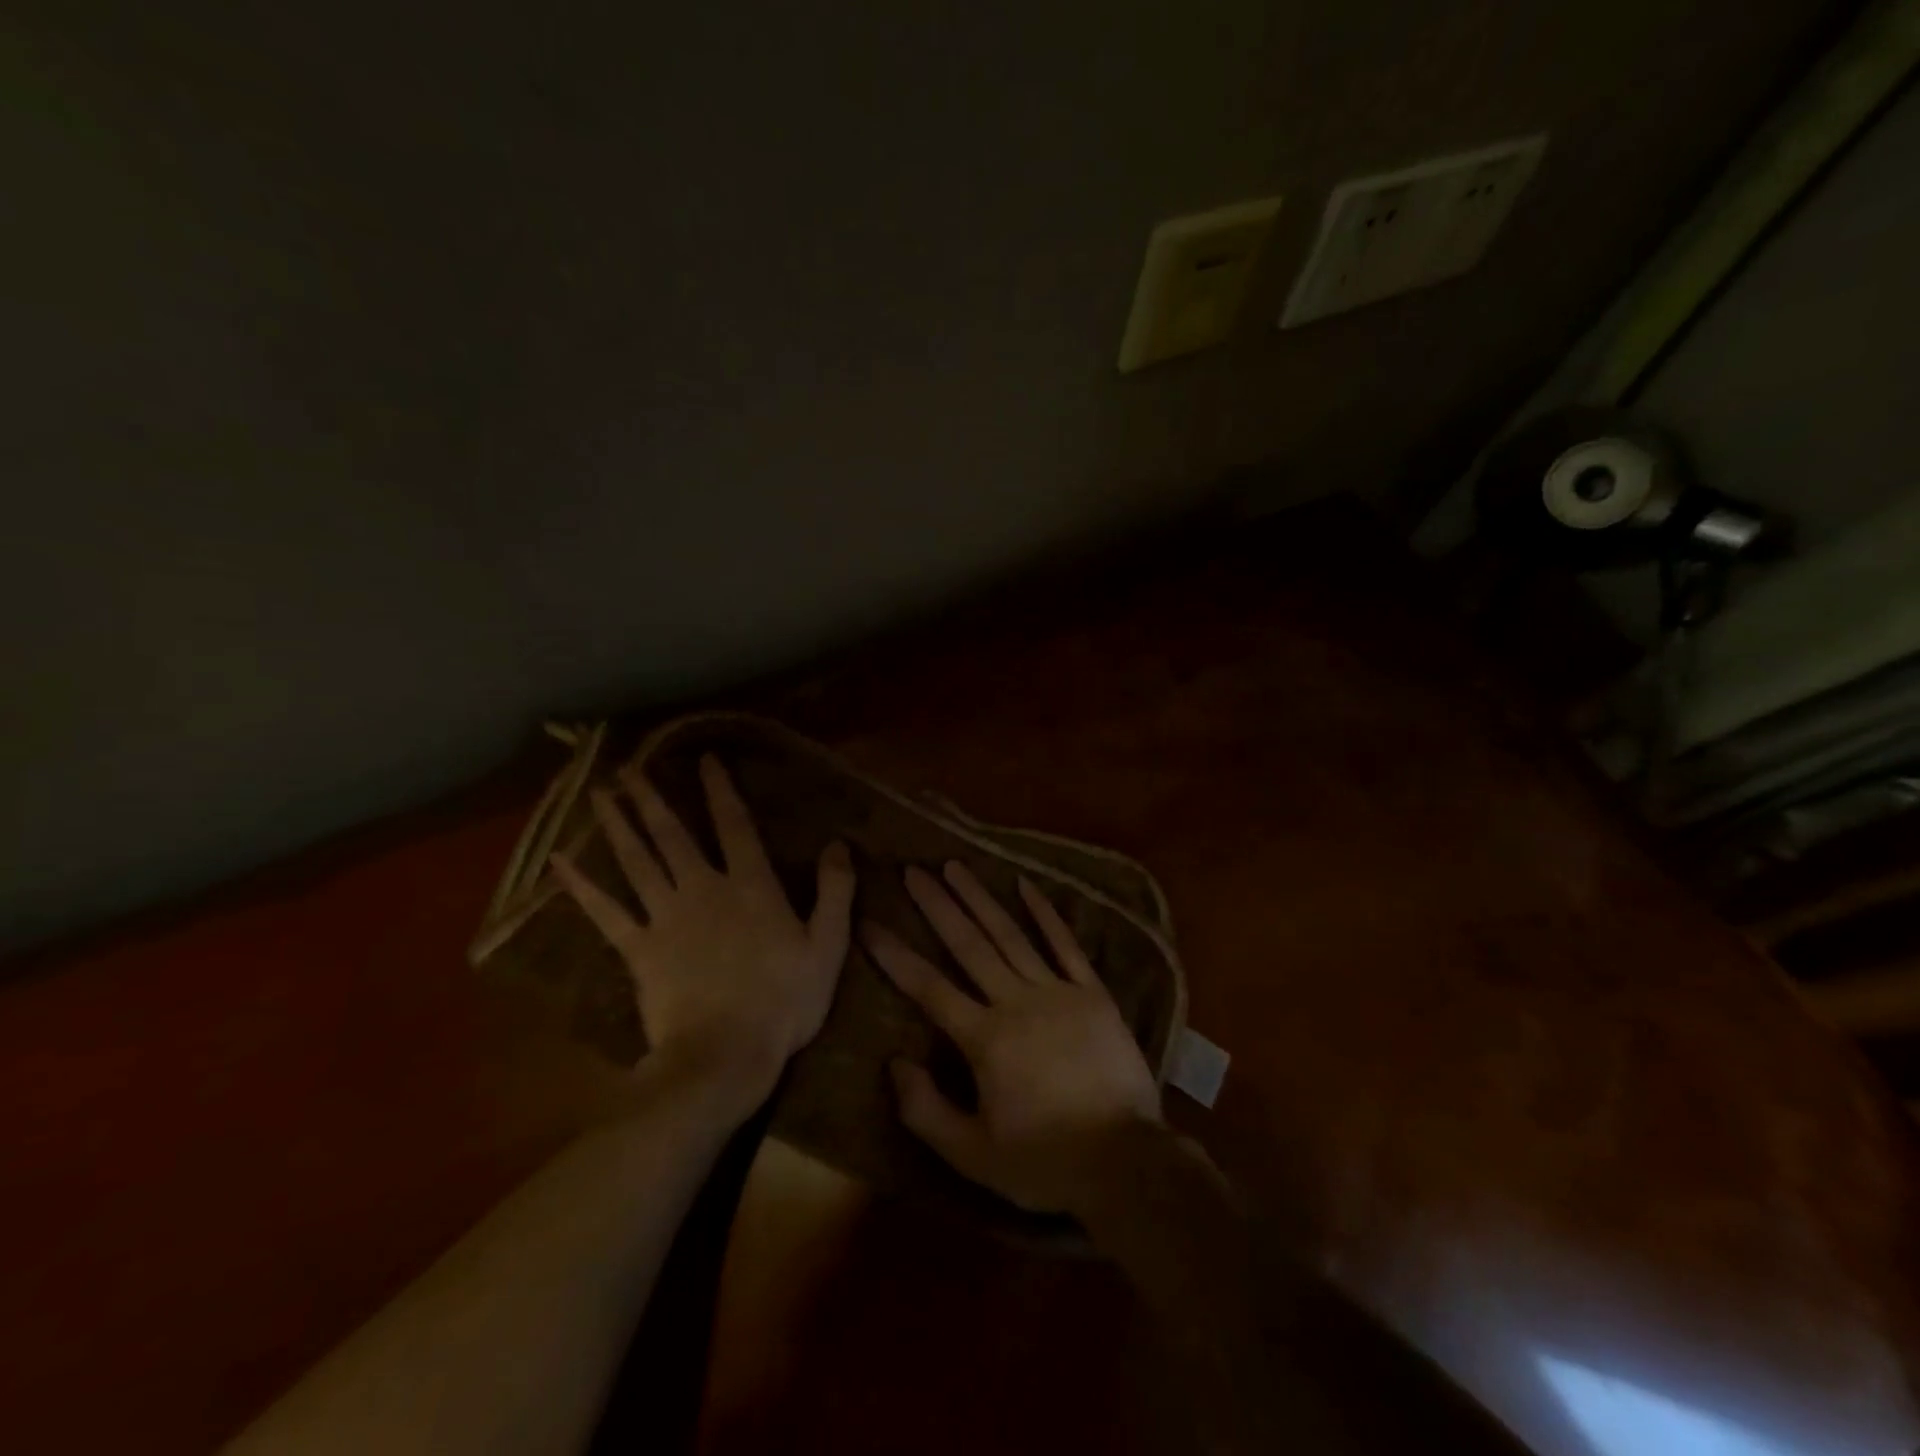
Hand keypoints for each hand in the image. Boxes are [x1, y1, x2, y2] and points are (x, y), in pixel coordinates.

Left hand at [552, 754, 855, 1109]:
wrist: (726, 1055)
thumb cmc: (784, 1001)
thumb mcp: (826, 945)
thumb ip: (835, 892)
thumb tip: (839, 844)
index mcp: (751, 886)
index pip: (735, 825)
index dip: (720, 789)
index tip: (705, 759)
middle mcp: (703, 889)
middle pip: (673, 835)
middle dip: (652, 798)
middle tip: (629, 768)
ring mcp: (666, 918)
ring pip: (637, 862)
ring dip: (618, 825)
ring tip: (601, 793)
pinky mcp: (638, 950)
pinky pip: (606, 912)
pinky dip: (581, 886)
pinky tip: (559, 862)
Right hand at [864, 861, 1161, 1214]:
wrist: (1126, 1162)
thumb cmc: (1044, 1162)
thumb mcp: (973, 1155)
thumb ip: (926, 1110)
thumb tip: (894, 1062)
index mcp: (985, 1039)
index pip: (928, 987)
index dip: (895, 954)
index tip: (869, 923)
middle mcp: (1016, 1002)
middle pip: (968, 945)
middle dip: (937, 906)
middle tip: (913, 870)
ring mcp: (1058, 992)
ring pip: (1010, 935)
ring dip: (980, 898)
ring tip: (955, 866)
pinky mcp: (1093, 993)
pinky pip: (1065, 945)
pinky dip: (1045, 913)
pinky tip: (1025, 884)